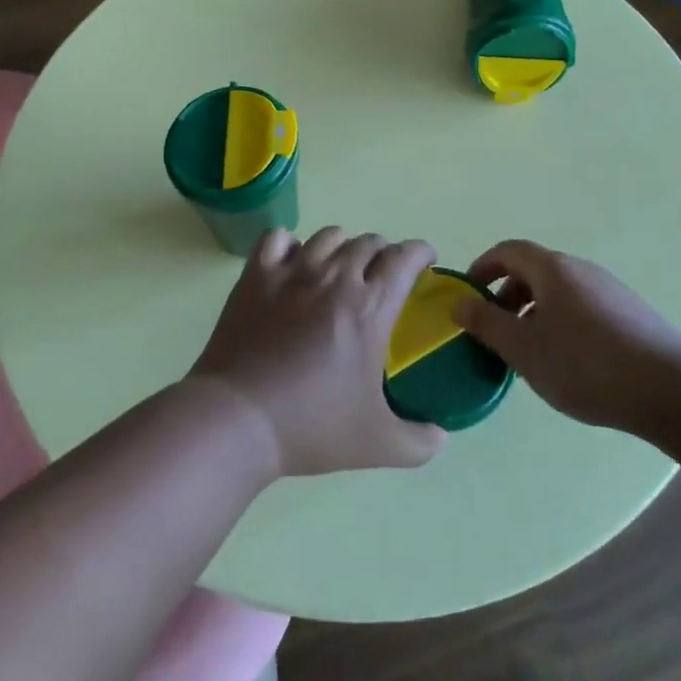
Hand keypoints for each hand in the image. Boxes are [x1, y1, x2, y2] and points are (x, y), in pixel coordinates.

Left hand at [189, 227, 446, 477]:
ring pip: (328, 236)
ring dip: (343, 246)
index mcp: (370, 307)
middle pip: (368, 242)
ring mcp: (292, 271)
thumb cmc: (312, 426)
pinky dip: (290, 243)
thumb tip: (441, 438)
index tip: (425, 259)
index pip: (404, 257)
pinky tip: (292, 262)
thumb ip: (418, 442)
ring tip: (341, 266)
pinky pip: (277, 238)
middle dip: (384, 252)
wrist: (238, 419)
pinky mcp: (256, 275)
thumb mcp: (378, 444)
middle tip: (383, 274)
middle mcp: (334, 277)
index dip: (420, 252)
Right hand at [455, 240, 680, 433]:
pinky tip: (566, 362)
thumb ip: (486, 324)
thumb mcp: (524, 348)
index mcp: (552, 269)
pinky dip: (560, 324)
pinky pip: (581, 308)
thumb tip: (459, 303)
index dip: (482, 268)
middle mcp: (581, 270)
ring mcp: (609, 290)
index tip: (468, 296)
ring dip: (533, 313)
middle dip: (506, 296)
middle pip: (533, 270)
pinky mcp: (629, 314)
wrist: (671, 389)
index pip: (508, 250)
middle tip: (493, 331)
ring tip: (527, 352)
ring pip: (558, 292)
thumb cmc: (586, 364)